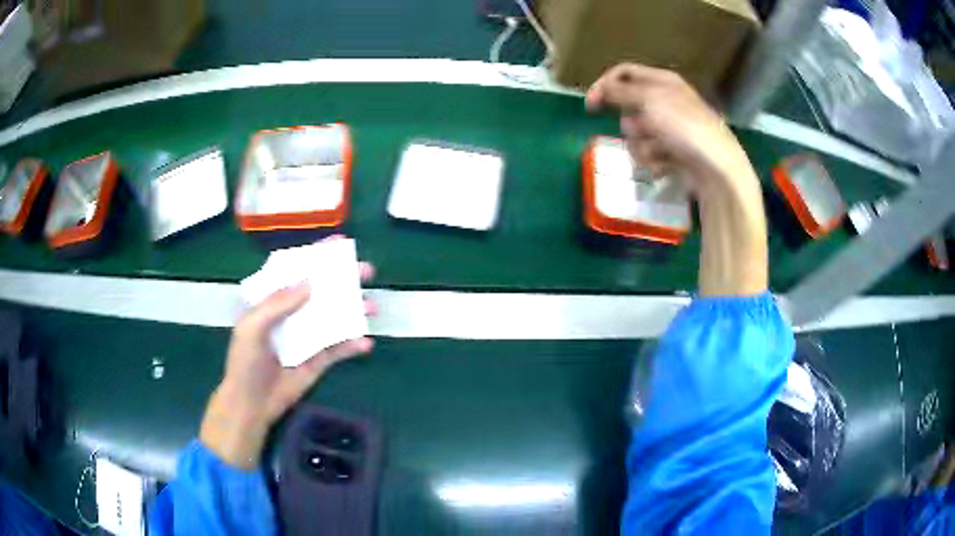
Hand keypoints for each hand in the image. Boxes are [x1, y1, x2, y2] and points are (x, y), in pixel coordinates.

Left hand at [200, 258, 375, 468]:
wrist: (252, 405)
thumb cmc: (245, 362)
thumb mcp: (252, 328)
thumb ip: (277, 305)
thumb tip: (309, 282)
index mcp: (273, 302)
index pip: (295, 272)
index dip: (315, 256)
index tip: (340, 244)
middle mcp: (293, 315)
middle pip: (321, 292)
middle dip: (344, 280)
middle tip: (367, 271)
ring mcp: (307, 337)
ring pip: (334, 318)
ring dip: (354, 311)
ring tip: (372, 307)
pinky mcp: (318, 361)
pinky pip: (338, 350)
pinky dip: (353, 346)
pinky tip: (366, 343)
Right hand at [585, 63, 754, 192]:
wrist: (716, 169)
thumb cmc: (684, 127)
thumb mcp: (649, 100)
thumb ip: (619, 91)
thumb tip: (599, 89)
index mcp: (662, 81)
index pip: (624, 73)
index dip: (605, 86)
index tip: (591, 106)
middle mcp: (665, 102)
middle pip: (628, 108)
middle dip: (631, 124)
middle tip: (645, 130)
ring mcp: (669, 130)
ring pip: (635, 136)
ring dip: (643, 147)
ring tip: (661, 152)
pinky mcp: (672, 154)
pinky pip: (648, 155)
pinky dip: (654, 162)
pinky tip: (668, 165)